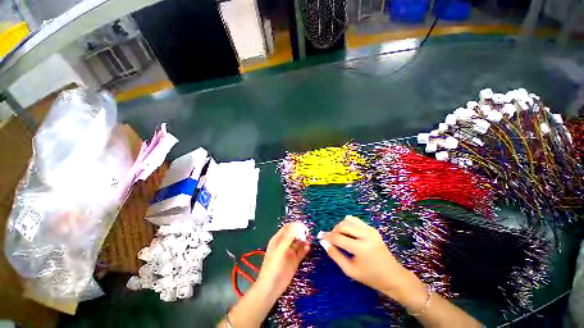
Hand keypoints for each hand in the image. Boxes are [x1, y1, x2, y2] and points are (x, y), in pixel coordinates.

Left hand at [256, 222, 309, 297]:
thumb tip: (297, 227)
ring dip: (304, 240)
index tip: (303, 226)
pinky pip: (301, 252)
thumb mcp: (280, 250)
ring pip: (298, 243)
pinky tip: (308, 247)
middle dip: (301, 232)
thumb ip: (288, 238)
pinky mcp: (294, 261)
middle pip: (294, 234)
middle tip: (308, 233)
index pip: (287, 228)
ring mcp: (290, 253)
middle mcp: (284, 244)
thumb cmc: (273, 266)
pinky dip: (305, 249)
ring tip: (309, 240)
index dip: (295, 226)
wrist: (271, 287)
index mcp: (278, 239)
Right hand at [321, 216, 426, 310]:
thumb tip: (324, 243)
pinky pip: (357, 221)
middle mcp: (366, 235)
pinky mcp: (373, 229)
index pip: (338, 238)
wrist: (393, 276)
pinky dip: (349, 223)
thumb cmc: (370, 276)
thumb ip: (335, 255)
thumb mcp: (350, 270)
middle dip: (334, 230)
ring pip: (350, 220)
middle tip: (331, 238)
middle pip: (343, 226)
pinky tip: (348, 231)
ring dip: (341, 226)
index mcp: (361, 248)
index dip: (327, 237)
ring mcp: (371, 230)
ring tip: (339, 235)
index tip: (320, 236)